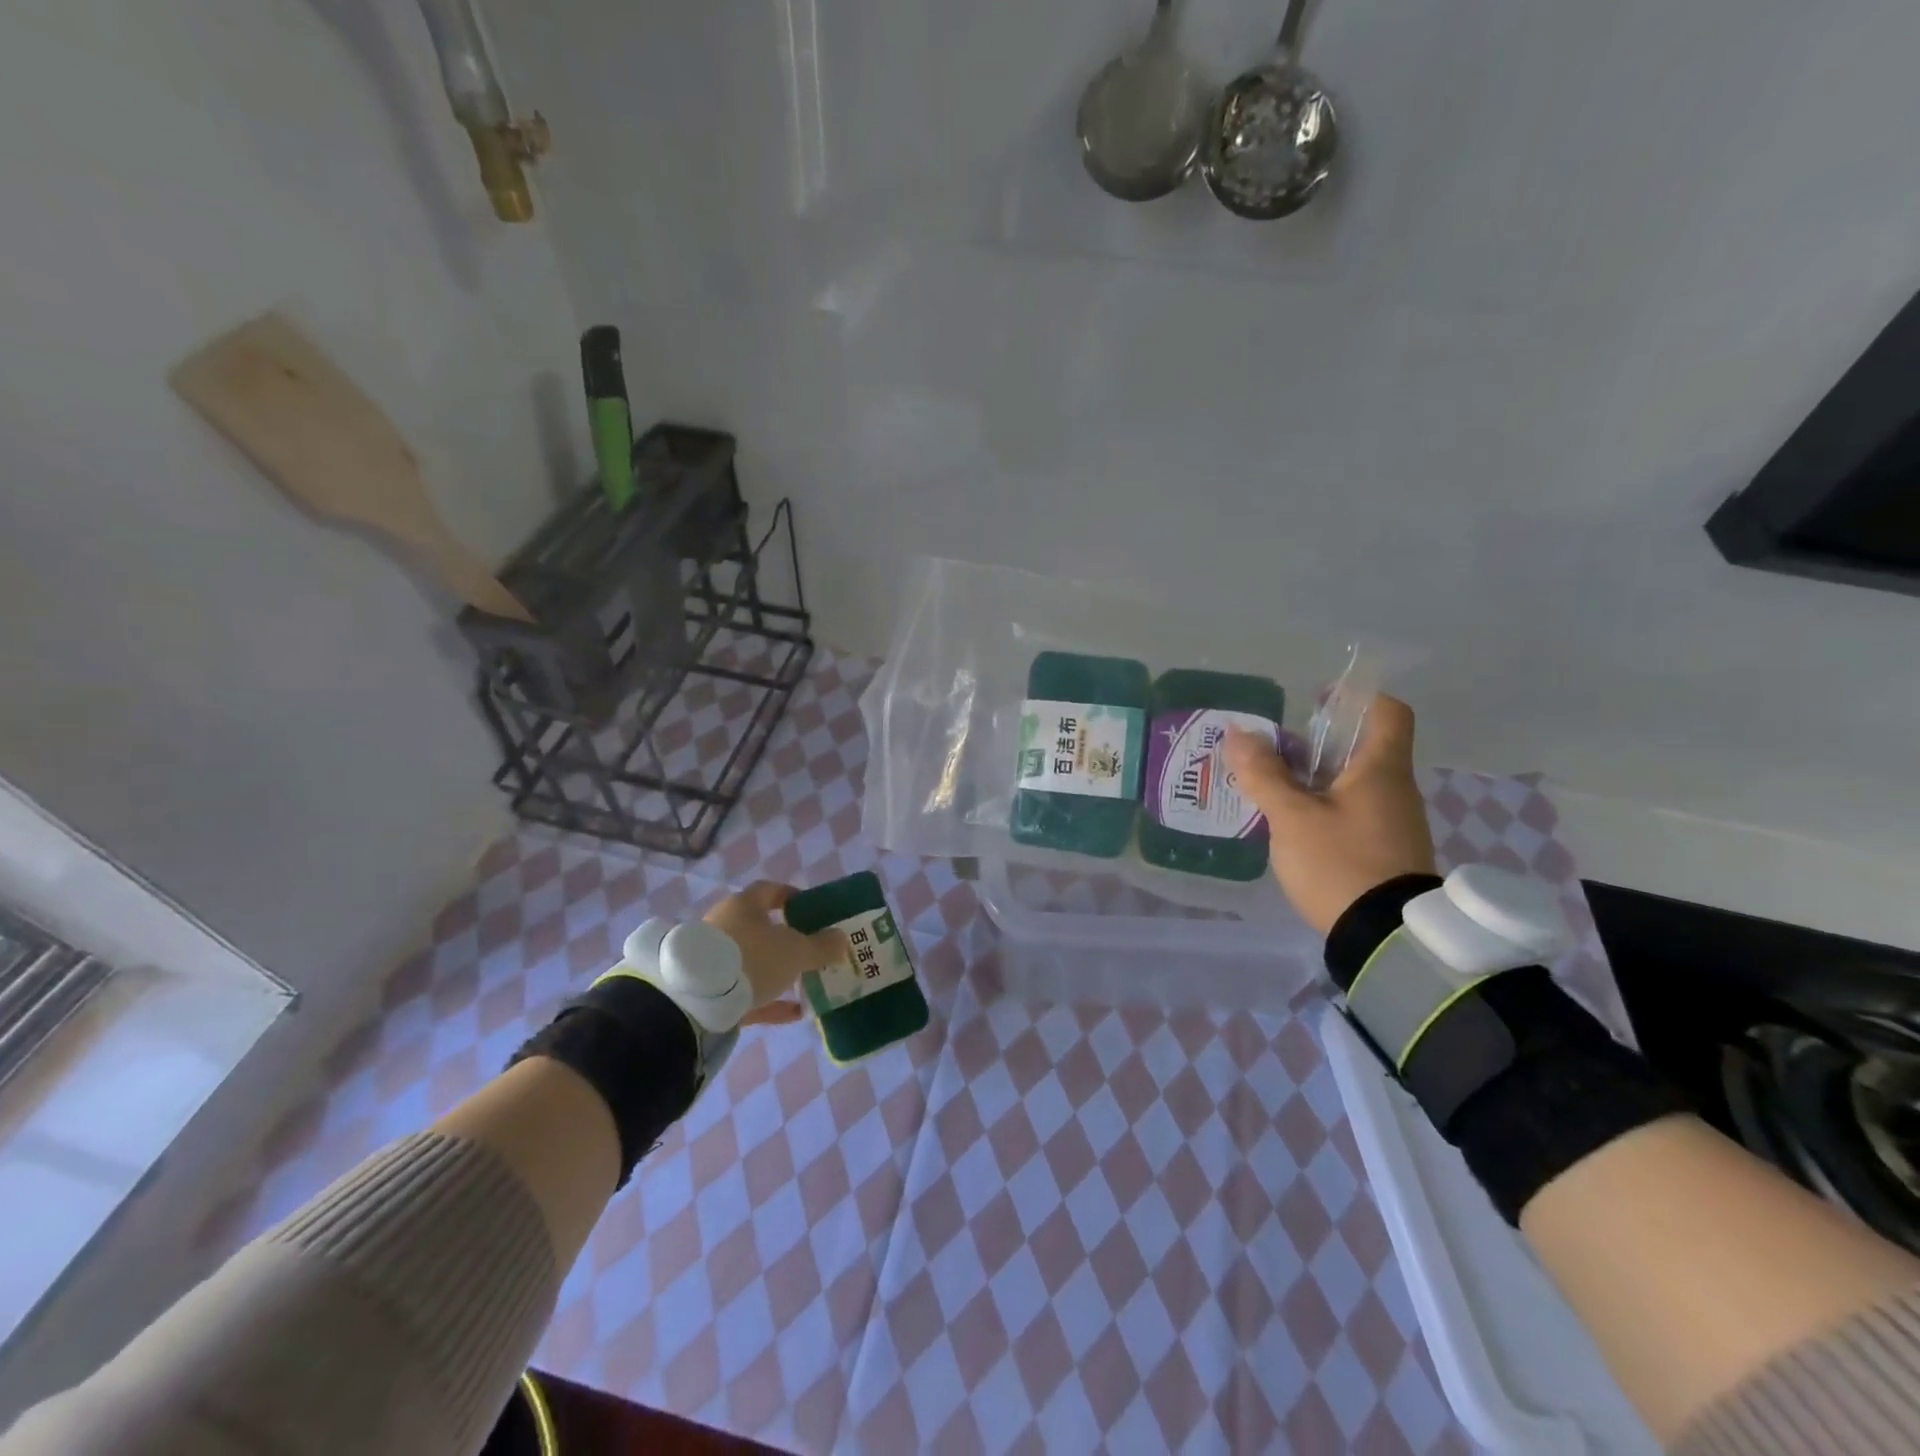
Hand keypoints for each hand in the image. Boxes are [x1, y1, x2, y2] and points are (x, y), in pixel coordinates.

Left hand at [704, 881, 849, 1027]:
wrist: (698, 1000)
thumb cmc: (752, 958)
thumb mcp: (796, 951)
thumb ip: (822, 945)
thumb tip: (841, 938)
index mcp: (744, 905)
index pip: (770, 890)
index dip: (792, 896)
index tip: (811, 908)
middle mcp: (726, 925)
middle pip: (761, 928)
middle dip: (787, 938)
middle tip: (811, 949)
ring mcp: (715, 959)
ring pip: (753, 960)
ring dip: (778, 971)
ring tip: (805, 982)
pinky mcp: (710, 991)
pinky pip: (746, 992)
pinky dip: (769, 999)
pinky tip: (793, 1012)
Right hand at [1224, 695, 1436, 935]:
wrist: (1384, 938)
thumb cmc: (1340, 863)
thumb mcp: (1291, 817)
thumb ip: (1264, 774)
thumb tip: (1238, 734)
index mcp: (1382, 770)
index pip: (1388, 712)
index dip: (1355, 698)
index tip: (1317, 703)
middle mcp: (1396, 790)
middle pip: (1362, 748)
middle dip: (1317, 744)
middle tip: (1274, 752)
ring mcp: (1394, 823)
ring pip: (1354, 783)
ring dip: (1316, 779)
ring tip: (1273, 789)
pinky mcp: (1386, 852)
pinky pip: (1354, 812)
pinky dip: (1325, 807)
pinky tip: (1293, 825)